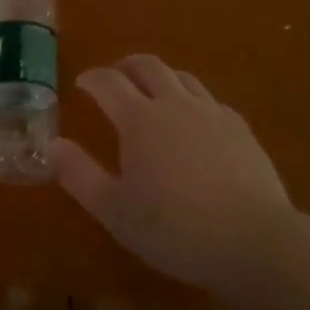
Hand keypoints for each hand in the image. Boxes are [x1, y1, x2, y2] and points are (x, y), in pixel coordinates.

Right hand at [50, 56, 294, 298]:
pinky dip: (194, 102)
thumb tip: (55, 144)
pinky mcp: (242, 130)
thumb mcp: (114, 210)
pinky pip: (212, 102)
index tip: (82, 82)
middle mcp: (175, 105)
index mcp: (140, 119)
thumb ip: (80, 175)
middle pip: (149, 67)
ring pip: (183, 78)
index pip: (108, 82)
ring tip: (154, 93)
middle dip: (127, 66)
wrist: (254, 242)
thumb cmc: (174, 228)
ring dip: (162, 78)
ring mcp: (213, 114)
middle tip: (116, 76)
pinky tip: (196, 123)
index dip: (92, 78)